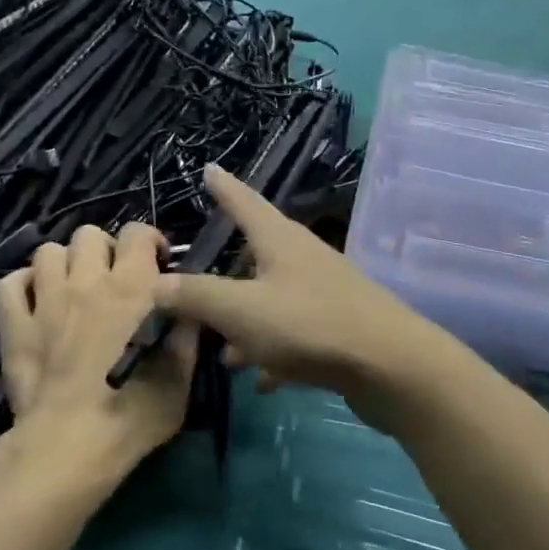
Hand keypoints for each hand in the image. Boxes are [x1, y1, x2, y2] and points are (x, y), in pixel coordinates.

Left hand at [0, 223, 195, 491]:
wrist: (65, 449)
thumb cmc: (128, 419)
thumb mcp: (177, 385)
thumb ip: (186, 342)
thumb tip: (191, 314)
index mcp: (130, 290)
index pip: (137, 234)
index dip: (149, 243)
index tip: (157, 268)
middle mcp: (85, 282)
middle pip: (90, 235)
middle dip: (105, 250)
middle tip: (114, 281)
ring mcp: (44, 301)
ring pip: (48, 251)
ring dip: (64, 264)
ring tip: (74, 289)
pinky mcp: (13, 325)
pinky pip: (10, 283)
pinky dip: (24, 285)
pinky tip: (36, 303)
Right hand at [154, 166, 455, 431]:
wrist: (391, 367)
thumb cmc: (310, 325)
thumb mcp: (241, 310)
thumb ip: (197, 296)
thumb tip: (157, 283)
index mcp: (280, 241)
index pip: (244, 202)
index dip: (223, 187)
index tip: (209, 168)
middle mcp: (304, 259)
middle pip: (257, 255)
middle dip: (226, 275)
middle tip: (198, 288)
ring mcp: (325, 293)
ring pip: (273, 300)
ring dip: (247, 323)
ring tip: (224, 354)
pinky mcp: (340, 328)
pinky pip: (295, 334)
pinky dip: (274, 352)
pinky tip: (263, 381)